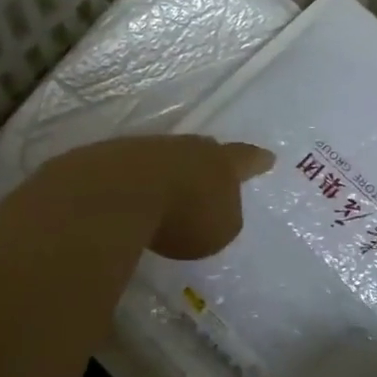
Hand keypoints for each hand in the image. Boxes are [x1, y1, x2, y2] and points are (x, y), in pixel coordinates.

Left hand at [38, 136, 273, 260]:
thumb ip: (222, 217)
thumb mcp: (219, 229)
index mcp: (219, 163)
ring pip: (163, 158)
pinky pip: (131, 171)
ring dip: (166, 173)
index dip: (255, 161)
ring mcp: (143, 149)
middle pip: (200, 151)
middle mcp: (184, 148)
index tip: (267, 157)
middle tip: (210, 170)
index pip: (244, 159)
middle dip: (206, 162)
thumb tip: (211, 212)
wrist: (117, 194)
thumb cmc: (182, 216)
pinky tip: (129, 199)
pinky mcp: (109, 161)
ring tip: (166, 191)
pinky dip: (134, 184)